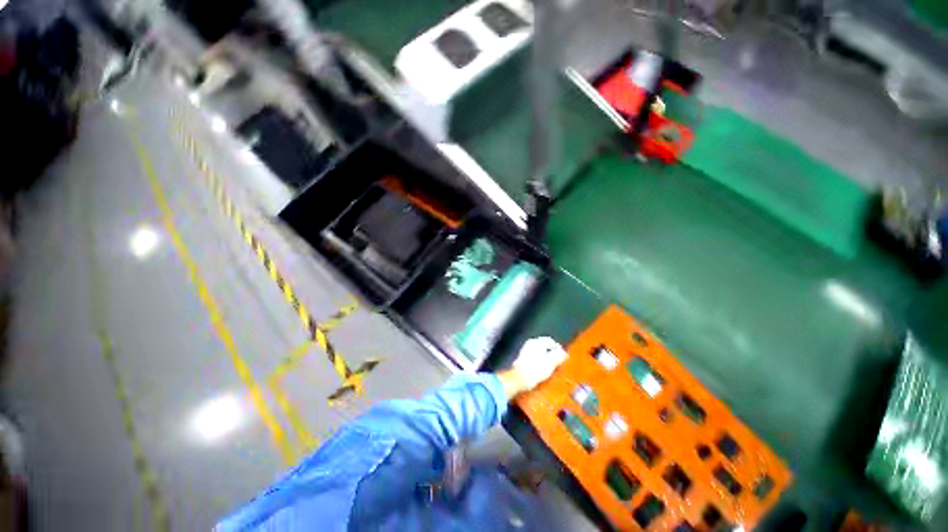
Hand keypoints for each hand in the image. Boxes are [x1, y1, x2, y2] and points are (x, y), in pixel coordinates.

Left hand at [499, 337, 567, 398]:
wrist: (520, 378)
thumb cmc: (535, 370)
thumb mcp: (551, 363)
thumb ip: (558, 355)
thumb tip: (563, 352)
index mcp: (537, 342)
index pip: (551, 341)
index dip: (558, 348)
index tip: (563, 355)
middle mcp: (530, 343)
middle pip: (545, 345)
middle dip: (552, 352)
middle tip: (558, 360)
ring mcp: (525, 350)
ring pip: (539, 350)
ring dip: (546, 356)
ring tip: (551, 365)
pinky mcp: (523, 357)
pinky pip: (535, 355)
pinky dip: (540, 359)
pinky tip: (542, 367)